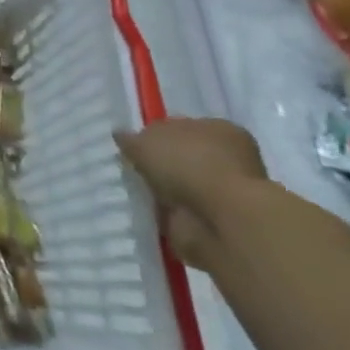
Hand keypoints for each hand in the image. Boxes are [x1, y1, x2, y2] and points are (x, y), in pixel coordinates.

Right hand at [115, 118, 267, 271]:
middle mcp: (228, 157)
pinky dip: (168, 213)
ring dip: (164, 190)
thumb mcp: (146, 141)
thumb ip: (131, 139)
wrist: (221, 219)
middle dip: (160, 165)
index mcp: (218, 129)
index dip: (156, 136)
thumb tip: (121, 136)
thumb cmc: (188, 165)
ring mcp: (225, 192)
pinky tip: (148, 211)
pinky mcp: (218, 222)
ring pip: (184, 185)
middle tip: (130, 170)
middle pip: (184, 157)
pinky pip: (184, 211)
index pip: (181, 127)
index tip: (134, 147)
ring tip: (136, 193)